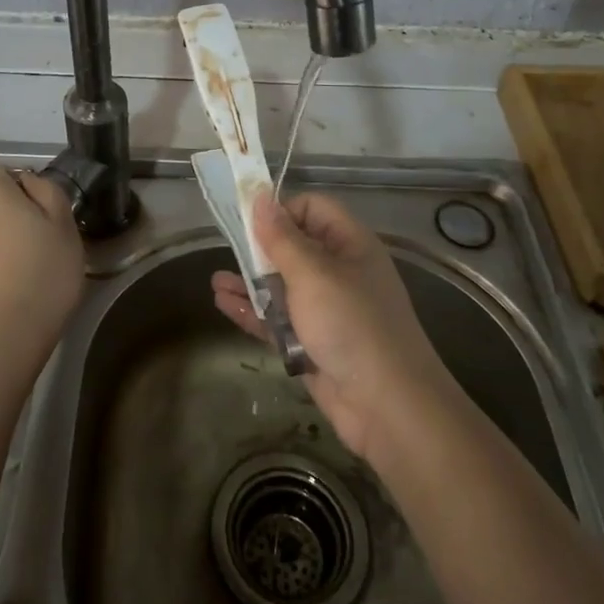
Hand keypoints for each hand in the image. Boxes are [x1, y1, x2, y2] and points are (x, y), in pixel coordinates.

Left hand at [0, 166, 84, 382]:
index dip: (22, 186)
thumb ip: (48, 193)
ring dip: (3, 244)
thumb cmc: (41, 274)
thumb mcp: (64, 225)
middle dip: (12, 216)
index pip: (0, 172)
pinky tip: (15, 290)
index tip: (45, 211)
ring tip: (31, 271)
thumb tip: (29, 182)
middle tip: (44, 242)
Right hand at [212, 192, 449, 459]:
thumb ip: (281, 238)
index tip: (249, 222)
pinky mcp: (312, 342)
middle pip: (294, 248)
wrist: (387, 406)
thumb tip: (260, 197)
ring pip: (282, 286)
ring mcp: (326, 310)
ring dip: (250, 282)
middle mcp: (339, 272)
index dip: (281, 211)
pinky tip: (224, 304)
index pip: (312, 209)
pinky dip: (254, 311)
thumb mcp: (313, 274)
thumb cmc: (351, 325)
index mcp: (350, 244)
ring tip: (216, 282)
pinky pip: (278, 319)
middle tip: (227, 249)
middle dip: (259, 249)